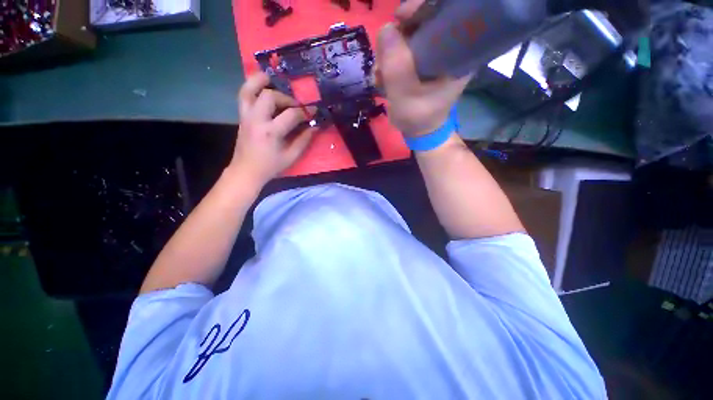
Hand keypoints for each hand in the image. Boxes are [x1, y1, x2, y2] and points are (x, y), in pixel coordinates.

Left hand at [229, 72, 315, 186]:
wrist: (246, 171)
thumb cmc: (270, 166)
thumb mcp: (291, 156)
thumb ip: (304, 140)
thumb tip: (315, 127)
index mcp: (271, 132)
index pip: (291, 115)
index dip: (305, 112)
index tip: (314, 111)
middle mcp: (256, 119)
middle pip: (270, 96)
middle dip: (286, 98)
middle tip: (295, 106)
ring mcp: (246, 116)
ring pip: (249, 90)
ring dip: (261, 81)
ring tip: (272, 78)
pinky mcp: (242, 116)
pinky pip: (244, 95)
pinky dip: (251, 86)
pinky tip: (261, 85)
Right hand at [376, 0, 470, 136]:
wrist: (420, 132)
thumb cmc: (418, 118)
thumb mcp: (405, 94)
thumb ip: (395, 64)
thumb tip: (386, 27)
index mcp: (458, 52)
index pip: (445, 13)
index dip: (421, 8)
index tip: (400, 17)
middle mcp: (448, 48)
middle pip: (421, 22)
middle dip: (397, 39)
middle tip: (382, 61)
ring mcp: (432, 56)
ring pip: (407, 38)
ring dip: (388, 55)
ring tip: (380, 78)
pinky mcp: (420, 64)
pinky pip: (401, 51)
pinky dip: (388, 62)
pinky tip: (382, 78)